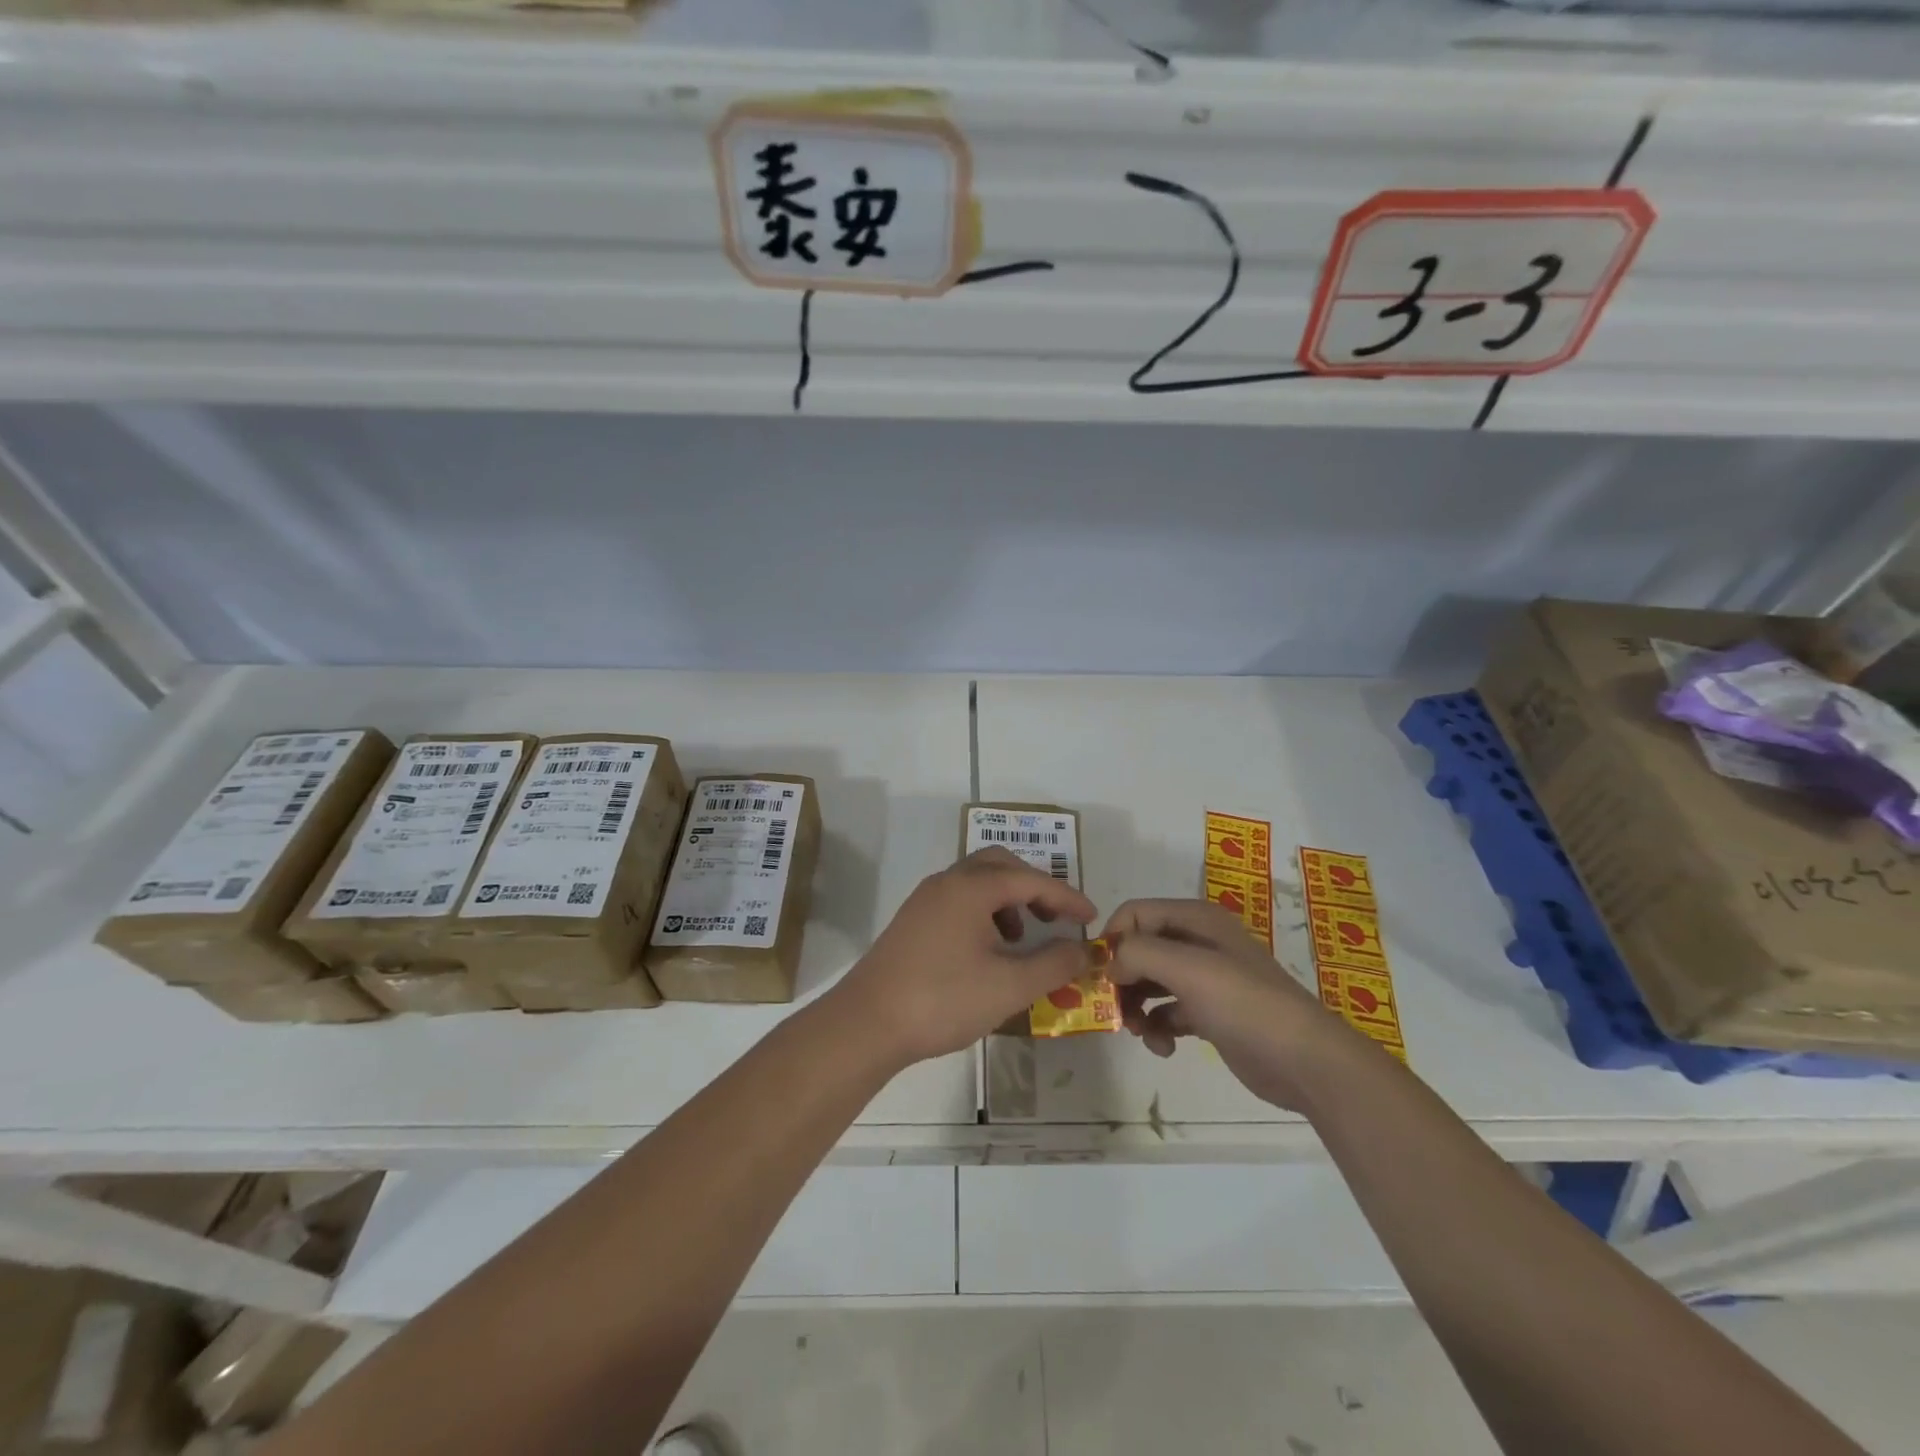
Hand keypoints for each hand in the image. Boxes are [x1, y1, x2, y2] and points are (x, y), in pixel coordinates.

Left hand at [835, 847, 1097, 1064]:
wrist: (868, 1022)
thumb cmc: (944, 999)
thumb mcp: (1010, 986)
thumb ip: (1053, 964)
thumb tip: (1083, 950)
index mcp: (972, 887)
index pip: (1031, 880)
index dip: (1066, 897)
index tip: (1091, 918)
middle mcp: (947, 881)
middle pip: (1000, 865)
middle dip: (1034, 886)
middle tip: (1056, 917)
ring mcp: (925, 899)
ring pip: (976, 881)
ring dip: (1007, 899)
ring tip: (1022, 937)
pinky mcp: (912, 920)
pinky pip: (958, 899)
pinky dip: (983, 912)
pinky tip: (987, 950)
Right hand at [1103, 898, 1353, 1110]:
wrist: (1305, 1061)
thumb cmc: (1245, 1004)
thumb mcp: (1188, 968)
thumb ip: (1139, 953)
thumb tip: (1110, 963)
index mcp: (1195, 919)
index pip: (1135, 913)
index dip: (1113, 939)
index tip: (1101, 974)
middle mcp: (1198, 942)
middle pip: (1140, 949)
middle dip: (1122, 978)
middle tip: (1113, 1009)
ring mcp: (1206, 979)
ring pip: (1150, 982)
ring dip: (1136, 1006)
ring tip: (1139, 1032)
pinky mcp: (1210, 1013)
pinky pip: (1167, 1011)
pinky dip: (1158, 1027)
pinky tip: (1164, 1047)